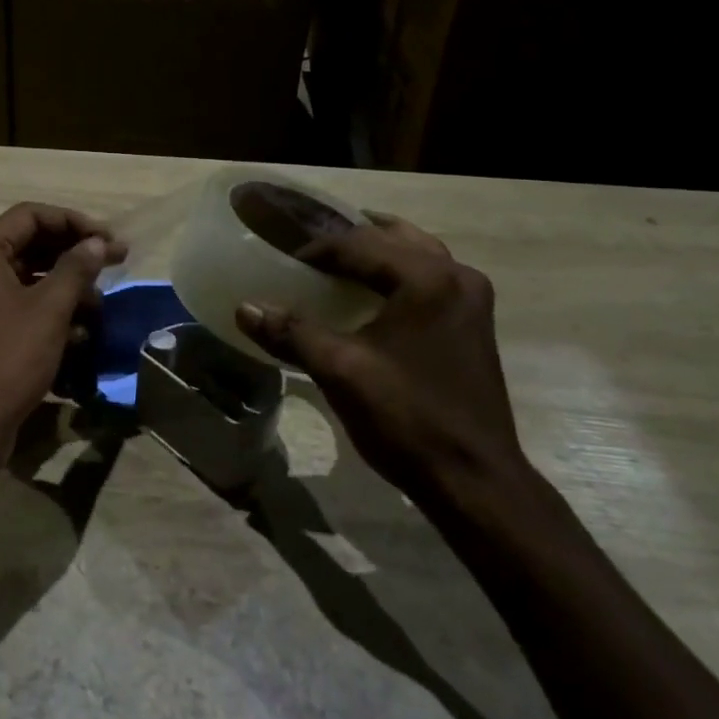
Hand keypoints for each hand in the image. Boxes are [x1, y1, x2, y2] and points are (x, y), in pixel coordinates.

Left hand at [0, 203, 125, 477]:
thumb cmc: (9, 357)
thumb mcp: (50, 309)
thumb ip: (77, 267)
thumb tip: (97, 243)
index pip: (30, 216)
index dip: (74, 223)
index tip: (109, 241)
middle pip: (27, 245)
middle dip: (73, 256)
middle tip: (115, 262)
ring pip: (24, 278)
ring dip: (64, 287)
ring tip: (98, 306)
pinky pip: (15, 305)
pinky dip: (46, 312)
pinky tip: (77, 334)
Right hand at [234, 214, 524, 507]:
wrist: (473, 480)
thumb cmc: (406, 418)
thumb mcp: (340, 370)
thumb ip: (291, 332)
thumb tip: (244, 308)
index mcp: (427, 278)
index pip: (359, 244)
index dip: (316, 251)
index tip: (283, 263)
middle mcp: (456, 276)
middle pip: (393, 238)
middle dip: (348, 241)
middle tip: (309, 252)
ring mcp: (471, 301)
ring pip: (416, 255)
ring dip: (376, 253)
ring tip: (338, 261)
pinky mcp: (473, 325)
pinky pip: (429, 279)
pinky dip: (396, 275)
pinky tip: (371, 295)